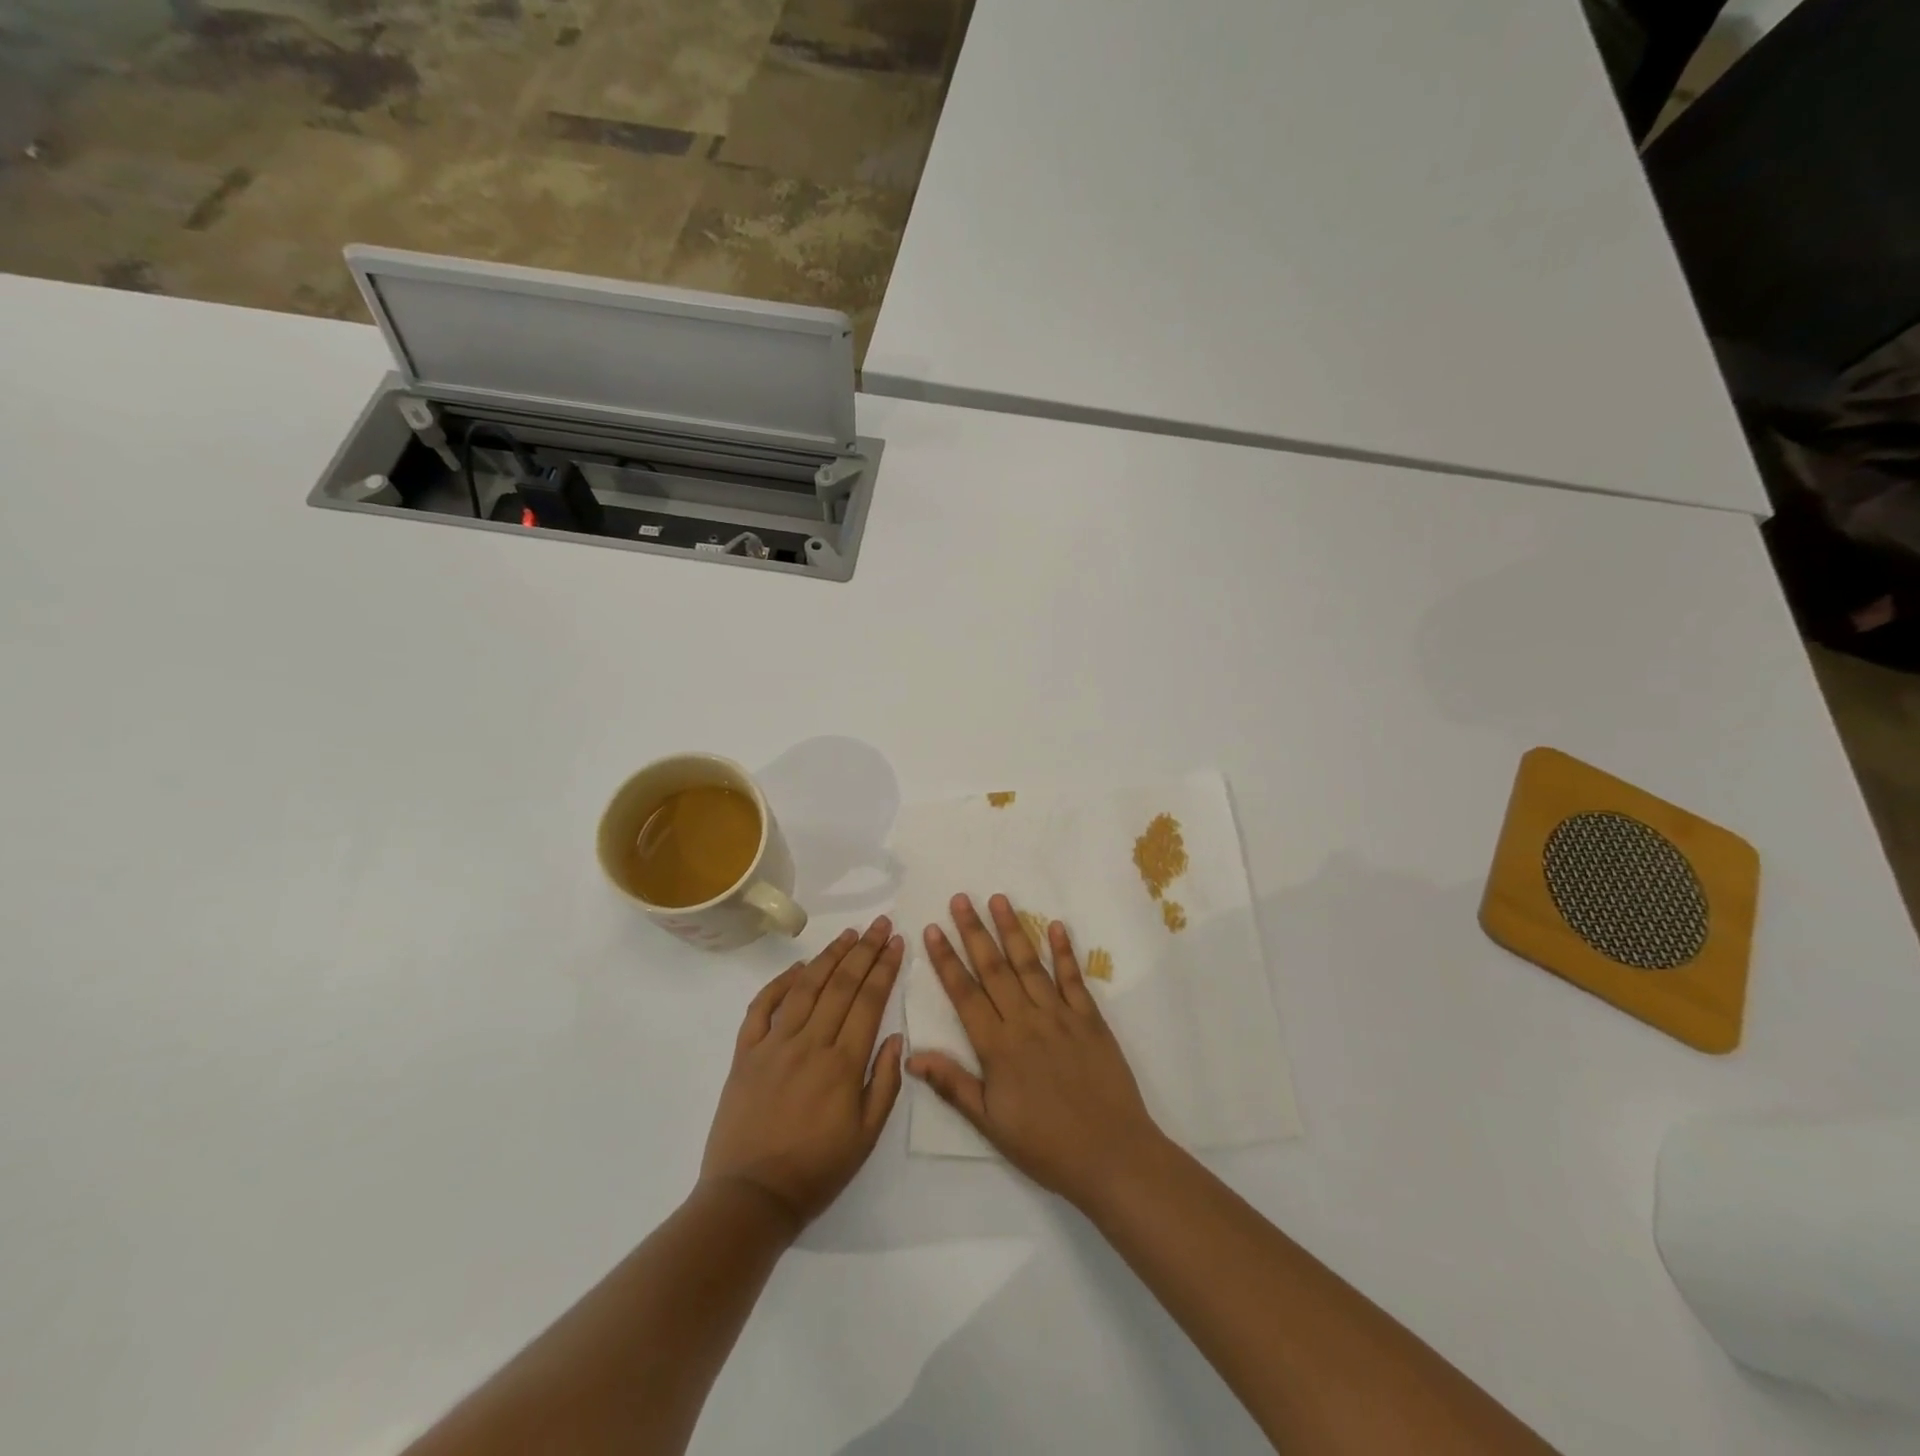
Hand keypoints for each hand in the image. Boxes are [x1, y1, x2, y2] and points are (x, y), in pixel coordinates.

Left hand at [701, 917, 904, 1235]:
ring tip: (848, 934)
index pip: (869, 1001)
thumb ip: (884, 1083)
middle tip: (879, 925)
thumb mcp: (866, 1137)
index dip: (885, 968)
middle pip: (841, 985)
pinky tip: (798, 968)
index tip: (896, 942)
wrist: (750, 1198)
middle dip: (864, 951)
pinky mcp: (745, 1054)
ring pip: (805, 988)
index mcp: (843, 1064)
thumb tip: (894, 1036)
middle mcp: (809, 1044)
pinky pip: (761, 1008)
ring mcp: (773, 1045)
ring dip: (828, 957)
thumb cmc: (816, 1171)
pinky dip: (779, 983)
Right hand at [907, 893, 1165, 1211]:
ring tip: (999, 899)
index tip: (933, 929)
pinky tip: (1055, 926)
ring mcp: (1060, 1016)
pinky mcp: (1090, 1019)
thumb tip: (912, 1057)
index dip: (946, 960)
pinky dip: (1064, 951)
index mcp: (997, 1047)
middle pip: (994, 968)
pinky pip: (1073, 978)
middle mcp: (1025, 1021)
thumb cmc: (1045, 1145)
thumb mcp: (990, 1123)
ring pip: (1030, 964)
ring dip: (1013, 930)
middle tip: (961, 898)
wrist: (1111, 1154)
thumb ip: (953, 1084)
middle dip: (974, 931)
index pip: (964, 993)